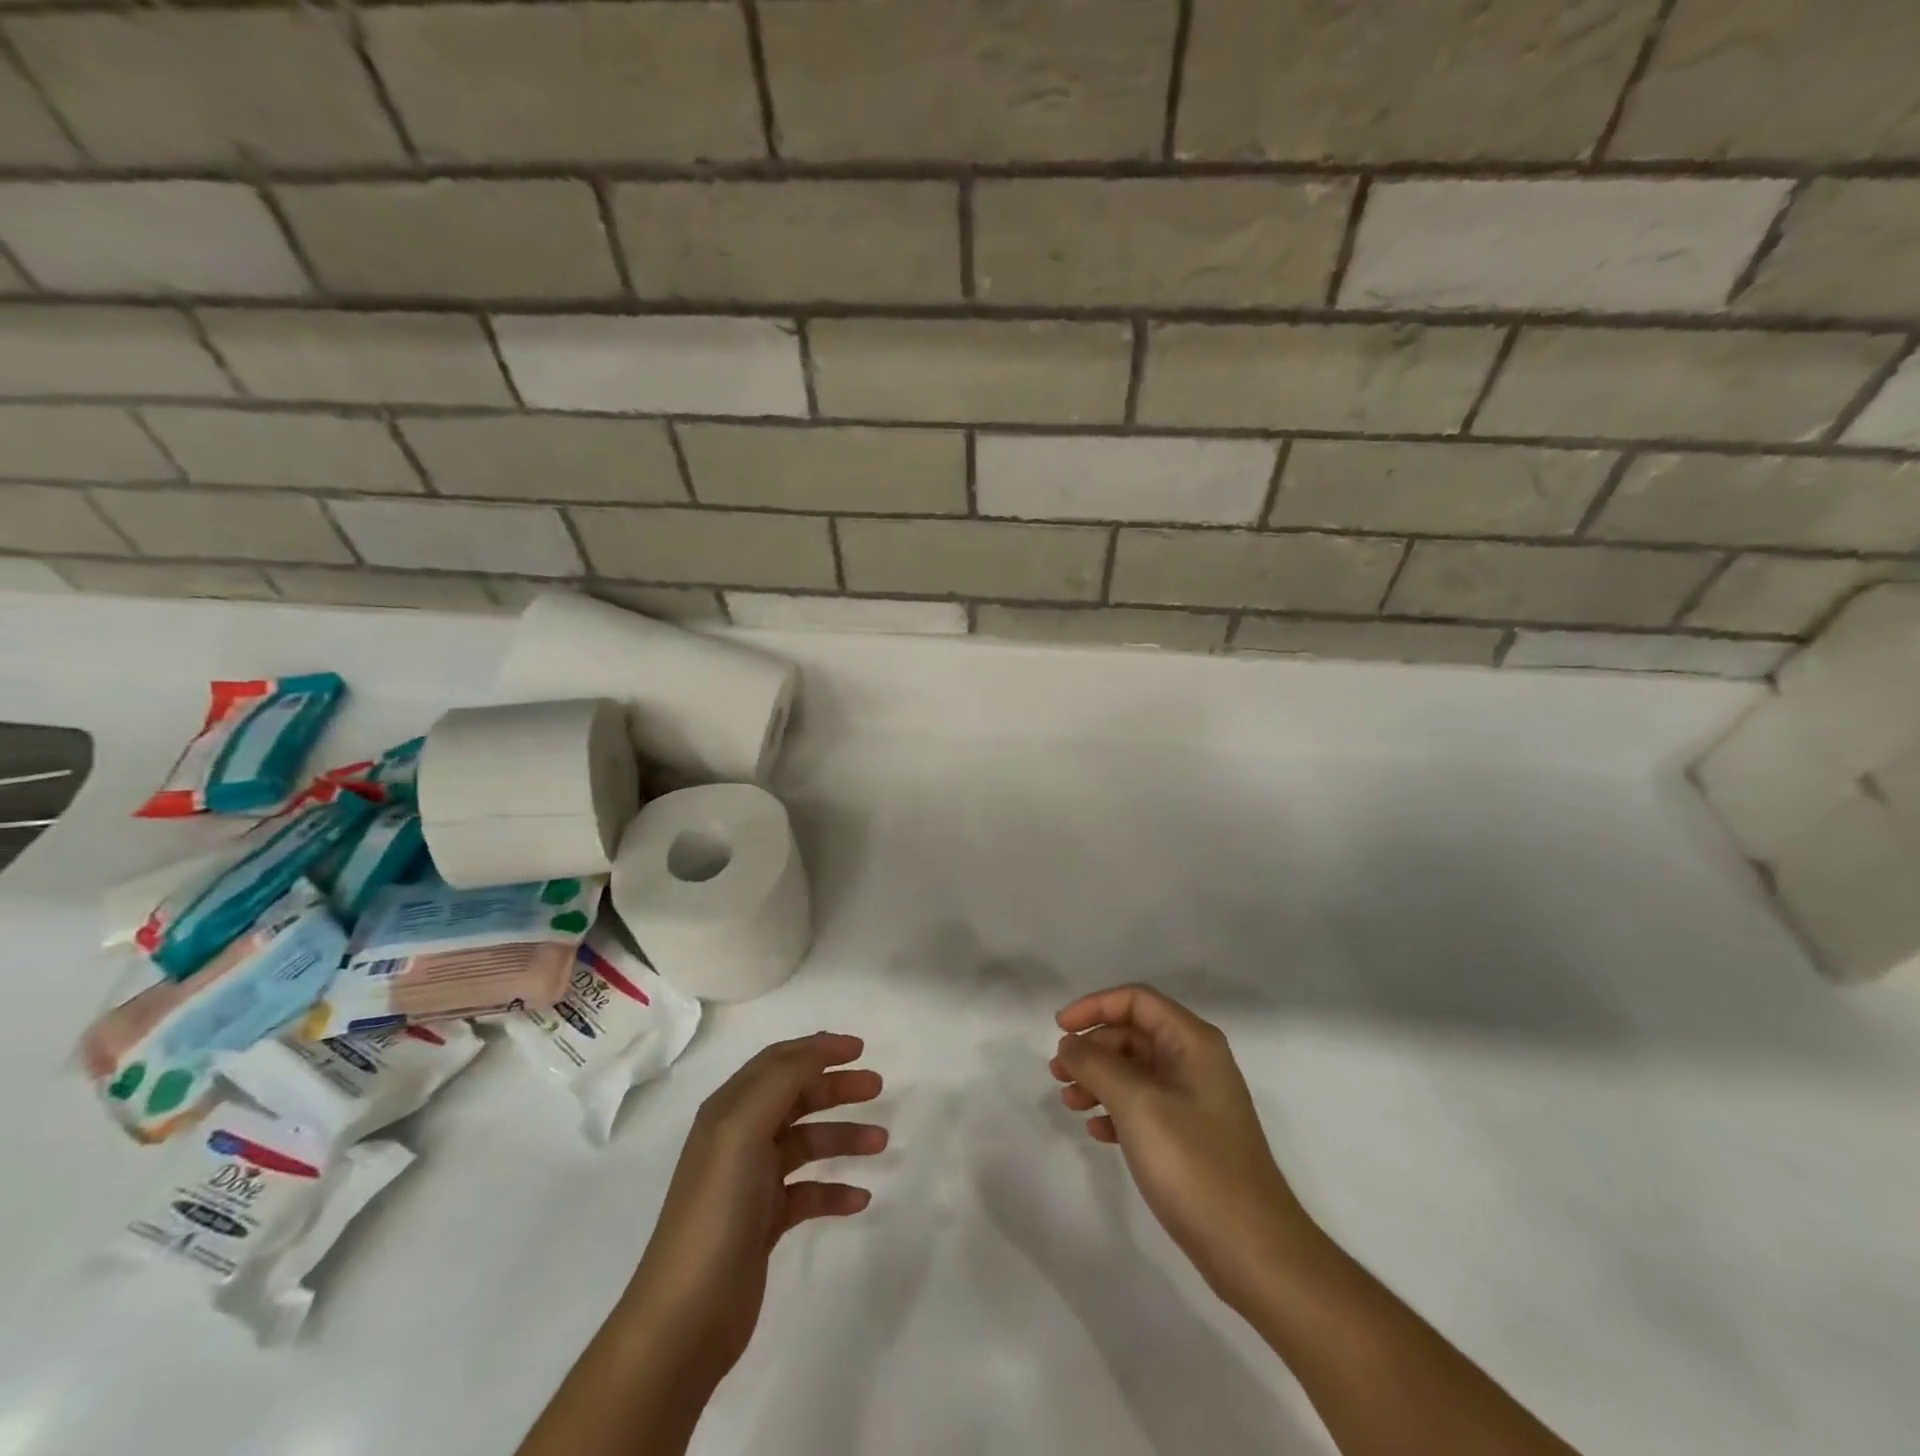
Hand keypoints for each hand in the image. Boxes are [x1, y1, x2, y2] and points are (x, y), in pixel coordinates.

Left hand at [620, 1032, 885, 1392]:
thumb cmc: (717, 1209)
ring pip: (807, 1143)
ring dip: (844, 1136)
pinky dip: (835, 1190)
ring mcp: (751, 1181)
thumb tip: (818, 1052)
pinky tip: (860, 1199)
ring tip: (881, 1143)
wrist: (686, 1316)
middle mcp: (739, 1138)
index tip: (860, 1048)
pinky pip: (808, 1191)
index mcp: (729, 1110)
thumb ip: (782, 1081)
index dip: (817, 1048)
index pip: (778, 1062)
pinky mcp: (763, 1222)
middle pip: (796, 1097)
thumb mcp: (744, 1129)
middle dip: (836, 1088)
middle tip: (878, 1088)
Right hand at [1051, 985, 1317, 1303]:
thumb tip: (1070, 1044)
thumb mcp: (1137, 1105)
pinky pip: (1145, 1105)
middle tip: (1057, 1073)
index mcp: (1193, 1042)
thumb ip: (1097, 1065)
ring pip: (1136, 1071)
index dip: (1094, 1007)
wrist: (1254, 1251)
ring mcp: (1196, 1101)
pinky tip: (1097, 1131)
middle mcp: (1197, 1062)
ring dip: (1099, 1079)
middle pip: (1134, 1034)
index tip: (1059, 1030)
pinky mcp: (1192, 1136)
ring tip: (1069, 1102)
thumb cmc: (1194, 1165)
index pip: (1136, 1000)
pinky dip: (1116, 1109)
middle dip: (1093, 1048)